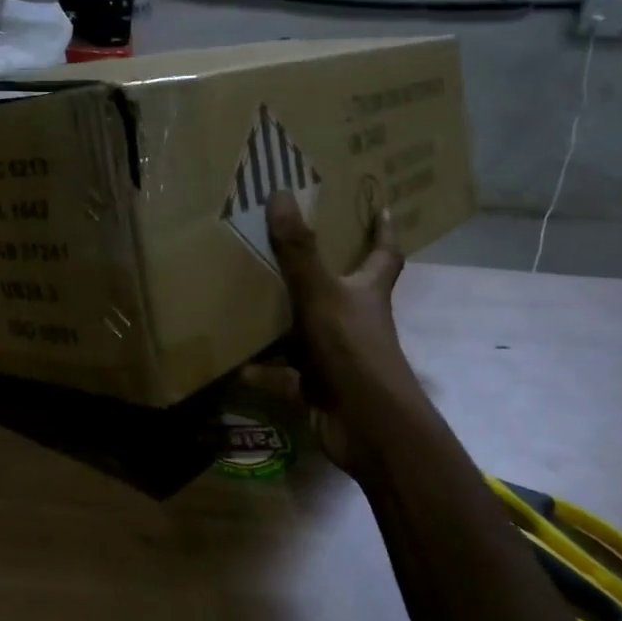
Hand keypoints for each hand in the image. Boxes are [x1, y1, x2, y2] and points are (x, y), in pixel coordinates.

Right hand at [258, 189, 423, 471]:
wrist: (369, 427)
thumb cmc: (352, 349)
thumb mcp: (321, 293)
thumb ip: (299, 250)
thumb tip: (281, 193)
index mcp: (367, 293)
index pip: (384, 255)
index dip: (383, 232)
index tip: (382, 207)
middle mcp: (356, 321)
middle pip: (342, 290)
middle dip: (320, 271)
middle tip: (289, 245)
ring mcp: (339, 357)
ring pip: (307, 332)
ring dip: (283, 323)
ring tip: (249, 300)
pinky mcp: (321, 388)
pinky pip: (286, 376)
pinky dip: (264, 372)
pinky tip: (237, 366)